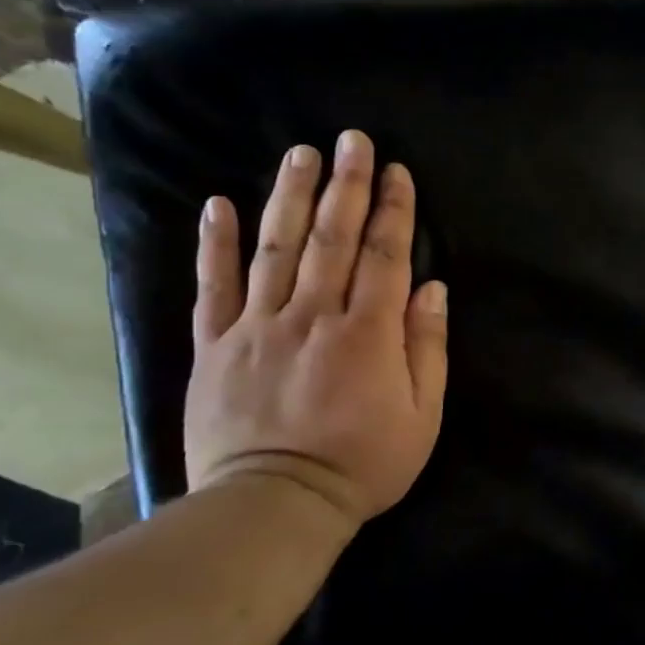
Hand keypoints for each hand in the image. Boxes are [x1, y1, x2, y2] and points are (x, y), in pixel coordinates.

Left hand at [184, 130, 448, 528]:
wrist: (276, 504)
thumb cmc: (364, 462)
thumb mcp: (422, 414)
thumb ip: (427, 347)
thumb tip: (432, 289)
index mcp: (368, 333)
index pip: (385, 256)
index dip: (394, 211)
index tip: (397, 171)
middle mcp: (313, 316)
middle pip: (332, 239)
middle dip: (346, 185)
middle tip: (351, 140)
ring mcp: (258, 327)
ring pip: (275, 248)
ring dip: (289, 196)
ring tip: (300, 154)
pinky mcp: (216, 346)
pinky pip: (212, 287)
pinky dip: (214, 244)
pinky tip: (218, 204)